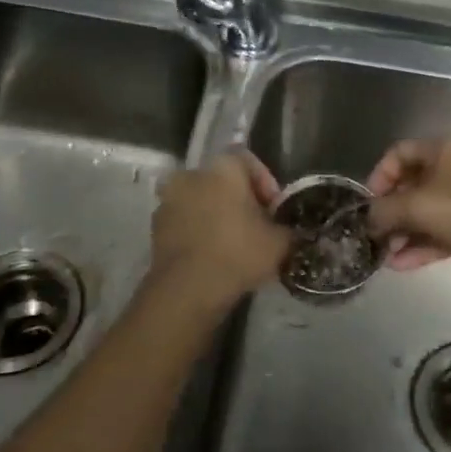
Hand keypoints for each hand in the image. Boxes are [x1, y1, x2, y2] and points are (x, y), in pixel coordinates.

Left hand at [149, 149, 289, 302]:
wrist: (187, 289)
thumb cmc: (238, 253)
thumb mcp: (280, 243)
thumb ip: (290, 230)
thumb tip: (294, 232)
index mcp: (223, 168)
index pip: (249, 162)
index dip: (266, 185)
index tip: (275, 212)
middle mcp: (191, 174)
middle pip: (223, 182)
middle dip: (240, 202)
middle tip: (257, 229)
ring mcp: (168, 201)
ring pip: (202, 202)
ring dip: (217, 217)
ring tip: (235, 246)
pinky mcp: (156, 228)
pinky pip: (185, 223)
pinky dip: (198, 234)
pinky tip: (213, 257)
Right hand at [364, 138, 450, 276]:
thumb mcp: (416, 207)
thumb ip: (384, 212)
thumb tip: (368, 220)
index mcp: (443, 150)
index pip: (399, 153)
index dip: (378, 176)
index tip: (368, 204)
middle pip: (413, 185)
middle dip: (391, 212)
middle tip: (375, 236)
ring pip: (429, 211)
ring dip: (405, 233)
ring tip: (385, 257)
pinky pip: (444, 230)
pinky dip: (424, 245)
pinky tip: (402, 265)